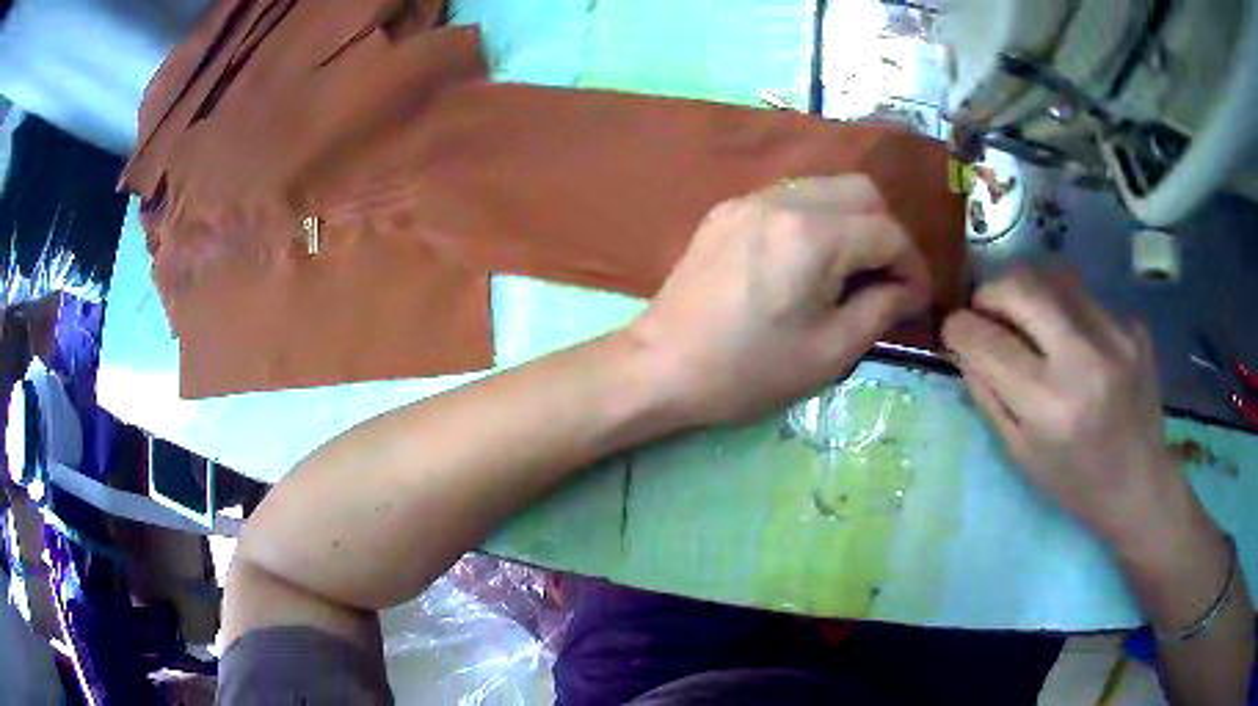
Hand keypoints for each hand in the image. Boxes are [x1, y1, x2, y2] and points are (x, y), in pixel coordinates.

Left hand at [629, 175, 930, 424]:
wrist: (660, 367)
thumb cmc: (748, 371)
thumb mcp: (829, 352)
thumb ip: (880, 309)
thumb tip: (909, 289)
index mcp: (813, 235)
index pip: (887, 232)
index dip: (913, 265)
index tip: (917, 297)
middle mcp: (784, 200)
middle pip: (862, 191)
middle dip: (887, 232)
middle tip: (888, 278)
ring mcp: (749, 199)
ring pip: (826, 187)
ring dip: (853, 221)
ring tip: (852, 270)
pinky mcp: (727, 210)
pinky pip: (790, 198)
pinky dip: (817, 219)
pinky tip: (809, 260)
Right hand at [941, 268, 1194, 548]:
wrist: (1141, 485)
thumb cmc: (1075, 484)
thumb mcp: (1021, 454)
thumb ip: (988, 395)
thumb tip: (963, 344)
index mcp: (1049, 405)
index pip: (987, 340)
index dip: (958, 327)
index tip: (953, 329)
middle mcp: (1084, 358)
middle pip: (1021, 285)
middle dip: (990, 291)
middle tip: (986, 311)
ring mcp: (1116, 334)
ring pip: (1054, 277)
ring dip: (1029, 292)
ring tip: (1028, 319)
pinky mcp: (1134, 325)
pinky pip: (1086, 299)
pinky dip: (1068, 312)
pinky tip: (1078, 344)